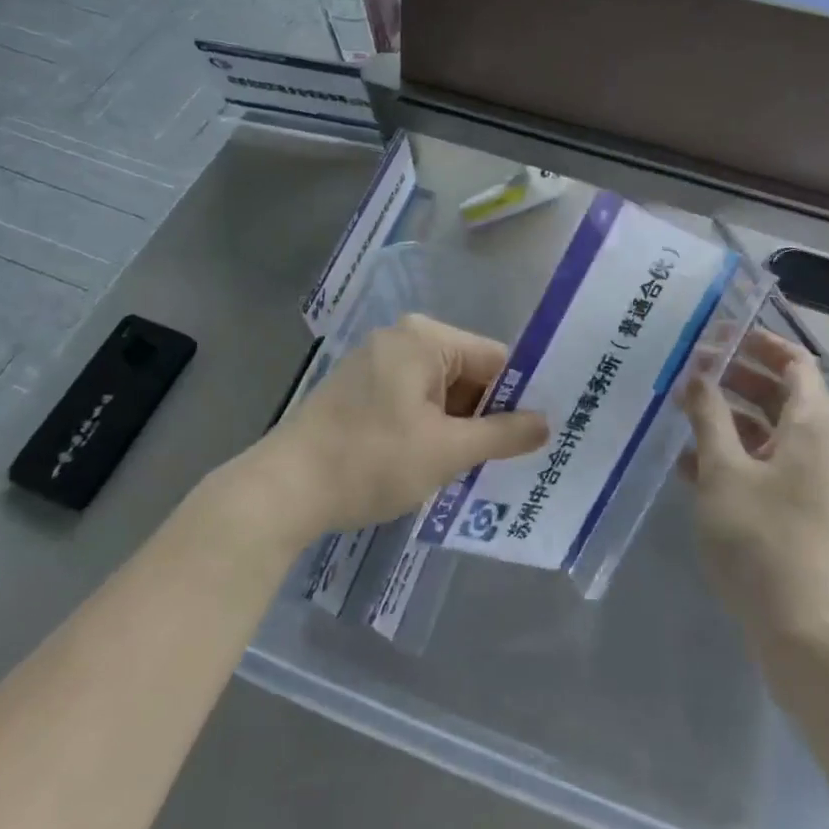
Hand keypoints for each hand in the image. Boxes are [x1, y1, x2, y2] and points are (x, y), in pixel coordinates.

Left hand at [251, 314, 547, 538]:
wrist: (282, 491)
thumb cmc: (371, 461)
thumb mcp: (447, 451)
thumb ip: (503, 434)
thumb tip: (547, 423)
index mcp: (425, 339)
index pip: (494, 359)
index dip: (518, 398)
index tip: (535, 437)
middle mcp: (402, 338)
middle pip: (467, 373)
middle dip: (484, 416)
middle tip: (506, 461)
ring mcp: (376, 361)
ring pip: (440, 390)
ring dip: (456, 426)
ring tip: (471, 468)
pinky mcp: (359, 388)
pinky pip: (412, 399)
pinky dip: (427, 426)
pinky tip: (431, 462)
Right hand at [680, 330, 828, 641]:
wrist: (805, 632)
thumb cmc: (762, 538)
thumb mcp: (724, 470)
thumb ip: (708, 416)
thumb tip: (697, 374)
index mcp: (813, 423)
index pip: (795, 361)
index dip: (759, 343)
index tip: (718, 335)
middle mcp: (820, 445)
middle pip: (780, 394)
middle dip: (736, 378)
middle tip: (690, 370)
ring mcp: (811, 481)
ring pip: (769, 432)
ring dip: (728, 418)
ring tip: (680, 412)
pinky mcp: (799, 512)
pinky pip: (766, 466)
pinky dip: (734, 456)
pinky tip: (689, 464)